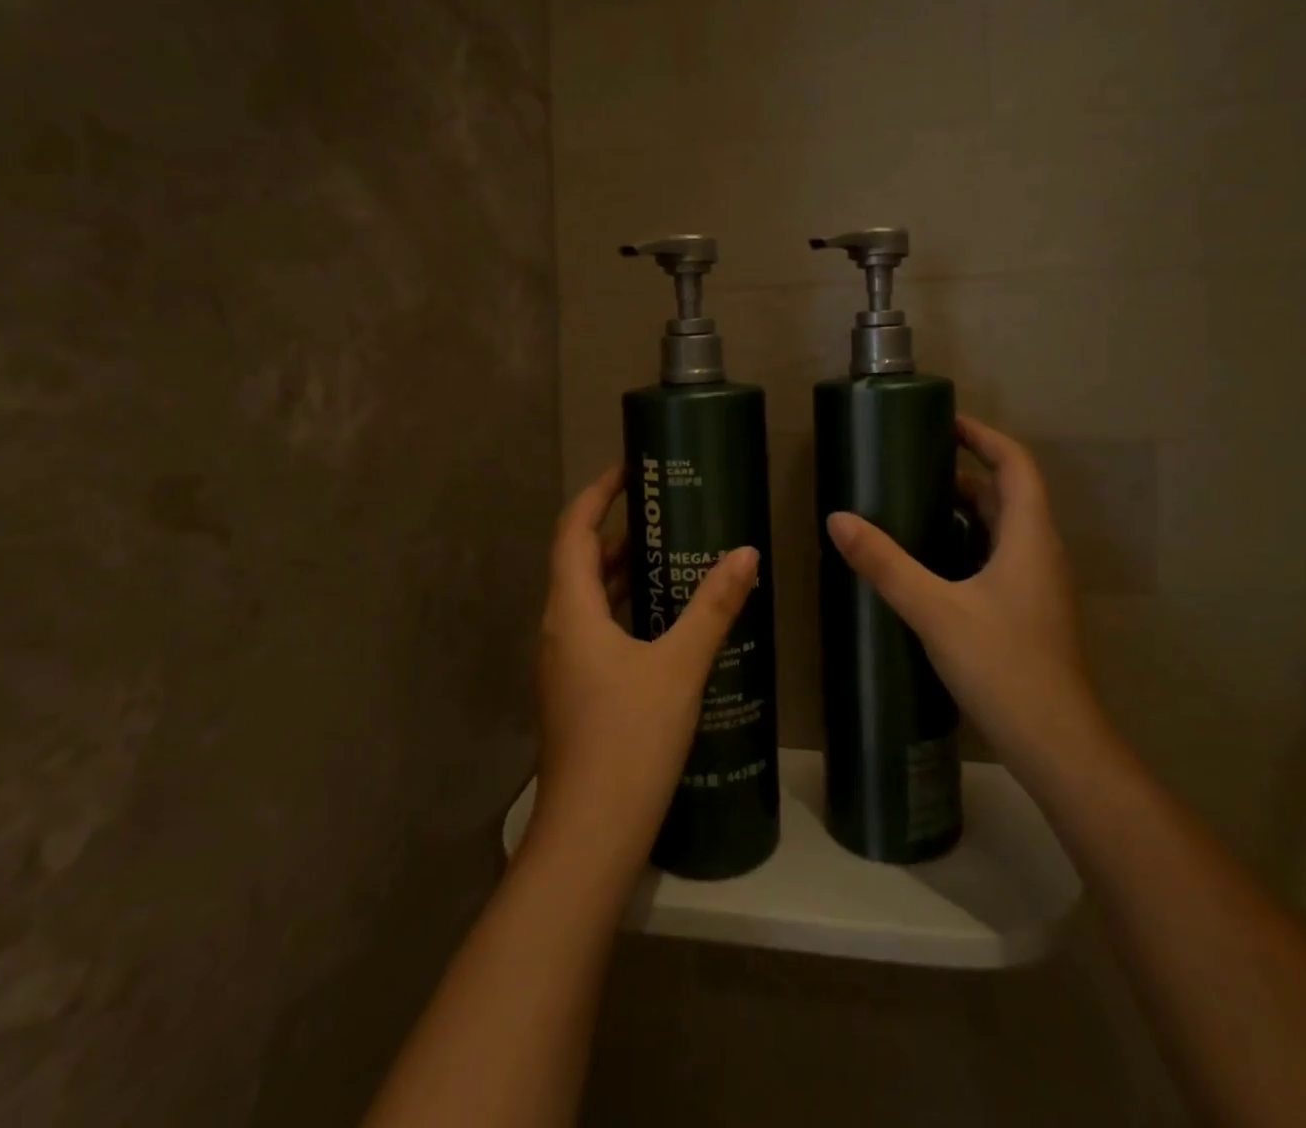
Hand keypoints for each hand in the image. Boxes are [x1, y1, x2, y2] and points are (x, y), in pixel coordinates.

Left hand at [529, 465, 759, 875]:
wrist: (590, 836)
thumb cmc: (629, 739)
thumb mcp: (679, 667)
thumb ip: (713, 607)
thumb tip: (746, 554)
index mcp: (571, 611)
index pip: (573, 530)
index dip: (598, 494)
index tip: (631, 470)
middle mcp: (559, 629)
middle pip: (580, 561)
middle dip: (618, 530)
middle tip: (667, 510)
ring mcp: (564, 663)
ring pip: (590, 599)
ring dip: (623, 572)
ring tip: (672, 553)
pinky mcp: (577, 691)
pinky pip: (599, 629)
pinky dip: (627, 609)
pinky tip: (666, 619)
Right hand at [825, 416, 1095, 776]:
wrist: (1057, 744)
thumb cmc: (1003, 665)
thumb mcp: (934, 609)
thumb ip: (885, 563)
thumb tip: (838, 519)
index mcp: (1030, 536)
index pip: (1016, 464)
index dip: (984, 436)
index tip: (944, 424)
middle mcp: (1041, 552)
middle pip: (1008, 495)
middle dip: (964, 475)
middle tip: (913, 470)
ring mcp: (1040, 585)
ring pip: (1004, 530)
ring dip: (966, 512)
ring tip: (914, 510)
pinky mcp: (1031, 612)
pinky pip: (1000, 559)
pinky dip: (969, 545)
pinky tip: (932, 566)